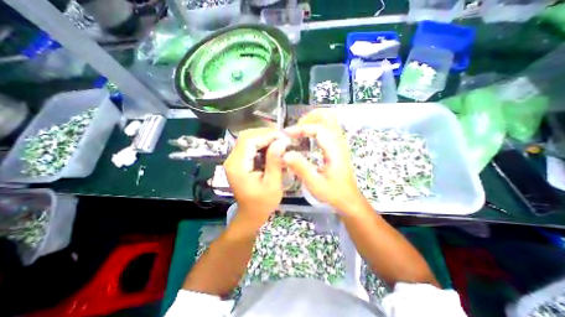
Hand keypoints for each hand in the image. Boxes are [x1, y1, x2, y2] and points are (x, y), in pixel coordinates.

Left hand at [224, 127, 287, 223]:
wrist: (250, 214)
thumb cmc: (262, 203)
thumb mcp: (272, 184)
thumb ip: (275, 162)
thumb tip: (280, 142)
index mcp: (237, 166)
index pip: (248, 140)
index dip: (266, 135)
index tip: (282, 136)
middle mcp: (232, 160)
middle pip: (246, 137)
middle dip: (265, 134)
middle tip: (282, 137)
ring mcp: (234, 160)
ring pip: (247, 139)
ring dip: (264, 138)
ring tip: (279, 141)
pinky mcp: (238, 161)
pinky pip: (249, 146)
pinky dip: (261, 144)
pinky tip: (272, 147)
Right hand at [283, 109, 366, 212]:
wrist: (348, 198)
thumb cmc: (333, 192)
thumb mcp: (315, 184)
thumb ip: (301, 168)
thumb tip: (285, 154)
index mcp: (335, 150)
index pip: (319, 129)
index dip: (302, 128)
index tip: (287, 134)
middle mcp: (339, 142)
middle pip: (328, 116)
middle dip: (309, 118)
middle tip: (296, 128)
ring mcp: (339, 142)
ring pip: (329, 120)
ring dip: (313, 120)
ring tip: (299, 130)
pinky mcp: (337, 145)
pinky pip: (328, 127)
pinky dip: (316, 126)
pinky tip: (307, 136)